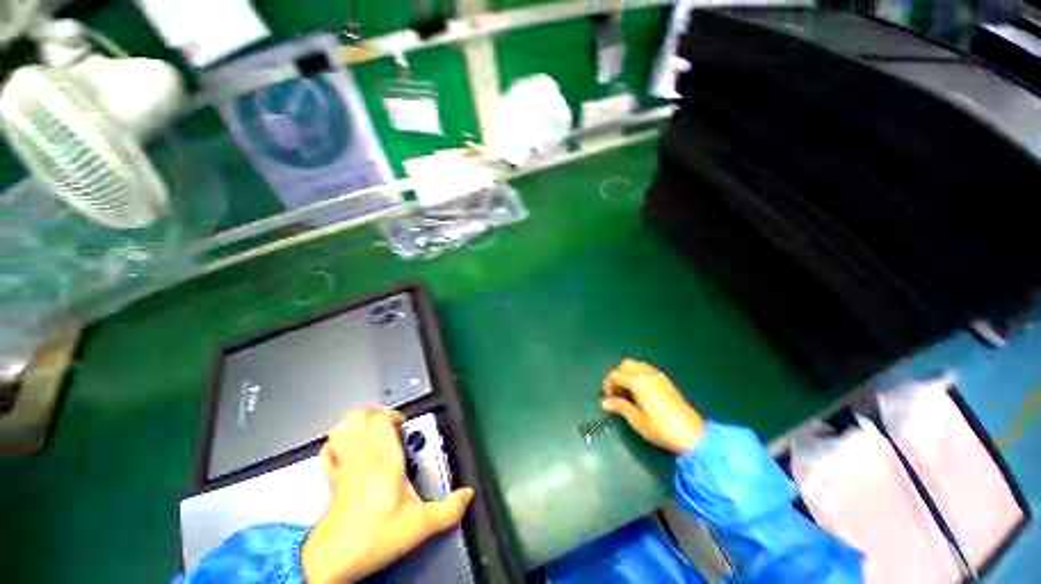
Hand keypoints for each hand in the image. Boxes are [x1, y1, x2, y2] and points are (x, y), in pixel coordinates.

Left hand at [302, 408, 474, 582]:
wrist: (333, 561)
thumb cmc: (377, 536)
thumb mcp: (420, 525)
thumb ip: (448, 510)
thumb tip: (468, 494)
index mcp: (384, 460)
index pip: (382, 420)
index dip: (394, 416)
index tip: (405, 426)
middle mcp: (362, 457)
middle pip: (359, 416)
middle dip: (375, 413)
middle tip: (389, 424)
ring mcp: (342, 466)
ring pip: (341, 428)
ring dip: (356, 423)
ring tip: (371, 430)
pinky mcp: (330, 479)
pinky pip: (328, 449)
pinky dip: (337, 443)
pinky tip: (348, 449)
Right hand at [601, 359, 706, 454]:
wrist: (691, 435)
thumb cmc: (660, 428)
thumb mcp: (636, 419)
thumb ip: (619, 406)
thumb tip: (605, 402)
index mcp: (637, 381)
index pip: (615, 375)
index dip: (608, 385)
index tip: (608, 399)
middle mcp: (646, 373)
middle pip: (625, 365)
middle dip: (617, 375)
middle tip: (616, 392)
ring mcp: (658, 376)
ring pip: (637, 365)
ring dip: (628, 374)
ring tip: (627, 392)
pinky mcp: (666, 381)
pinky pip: (647, 370)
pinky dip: (638, 375)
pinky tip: (640, 392)